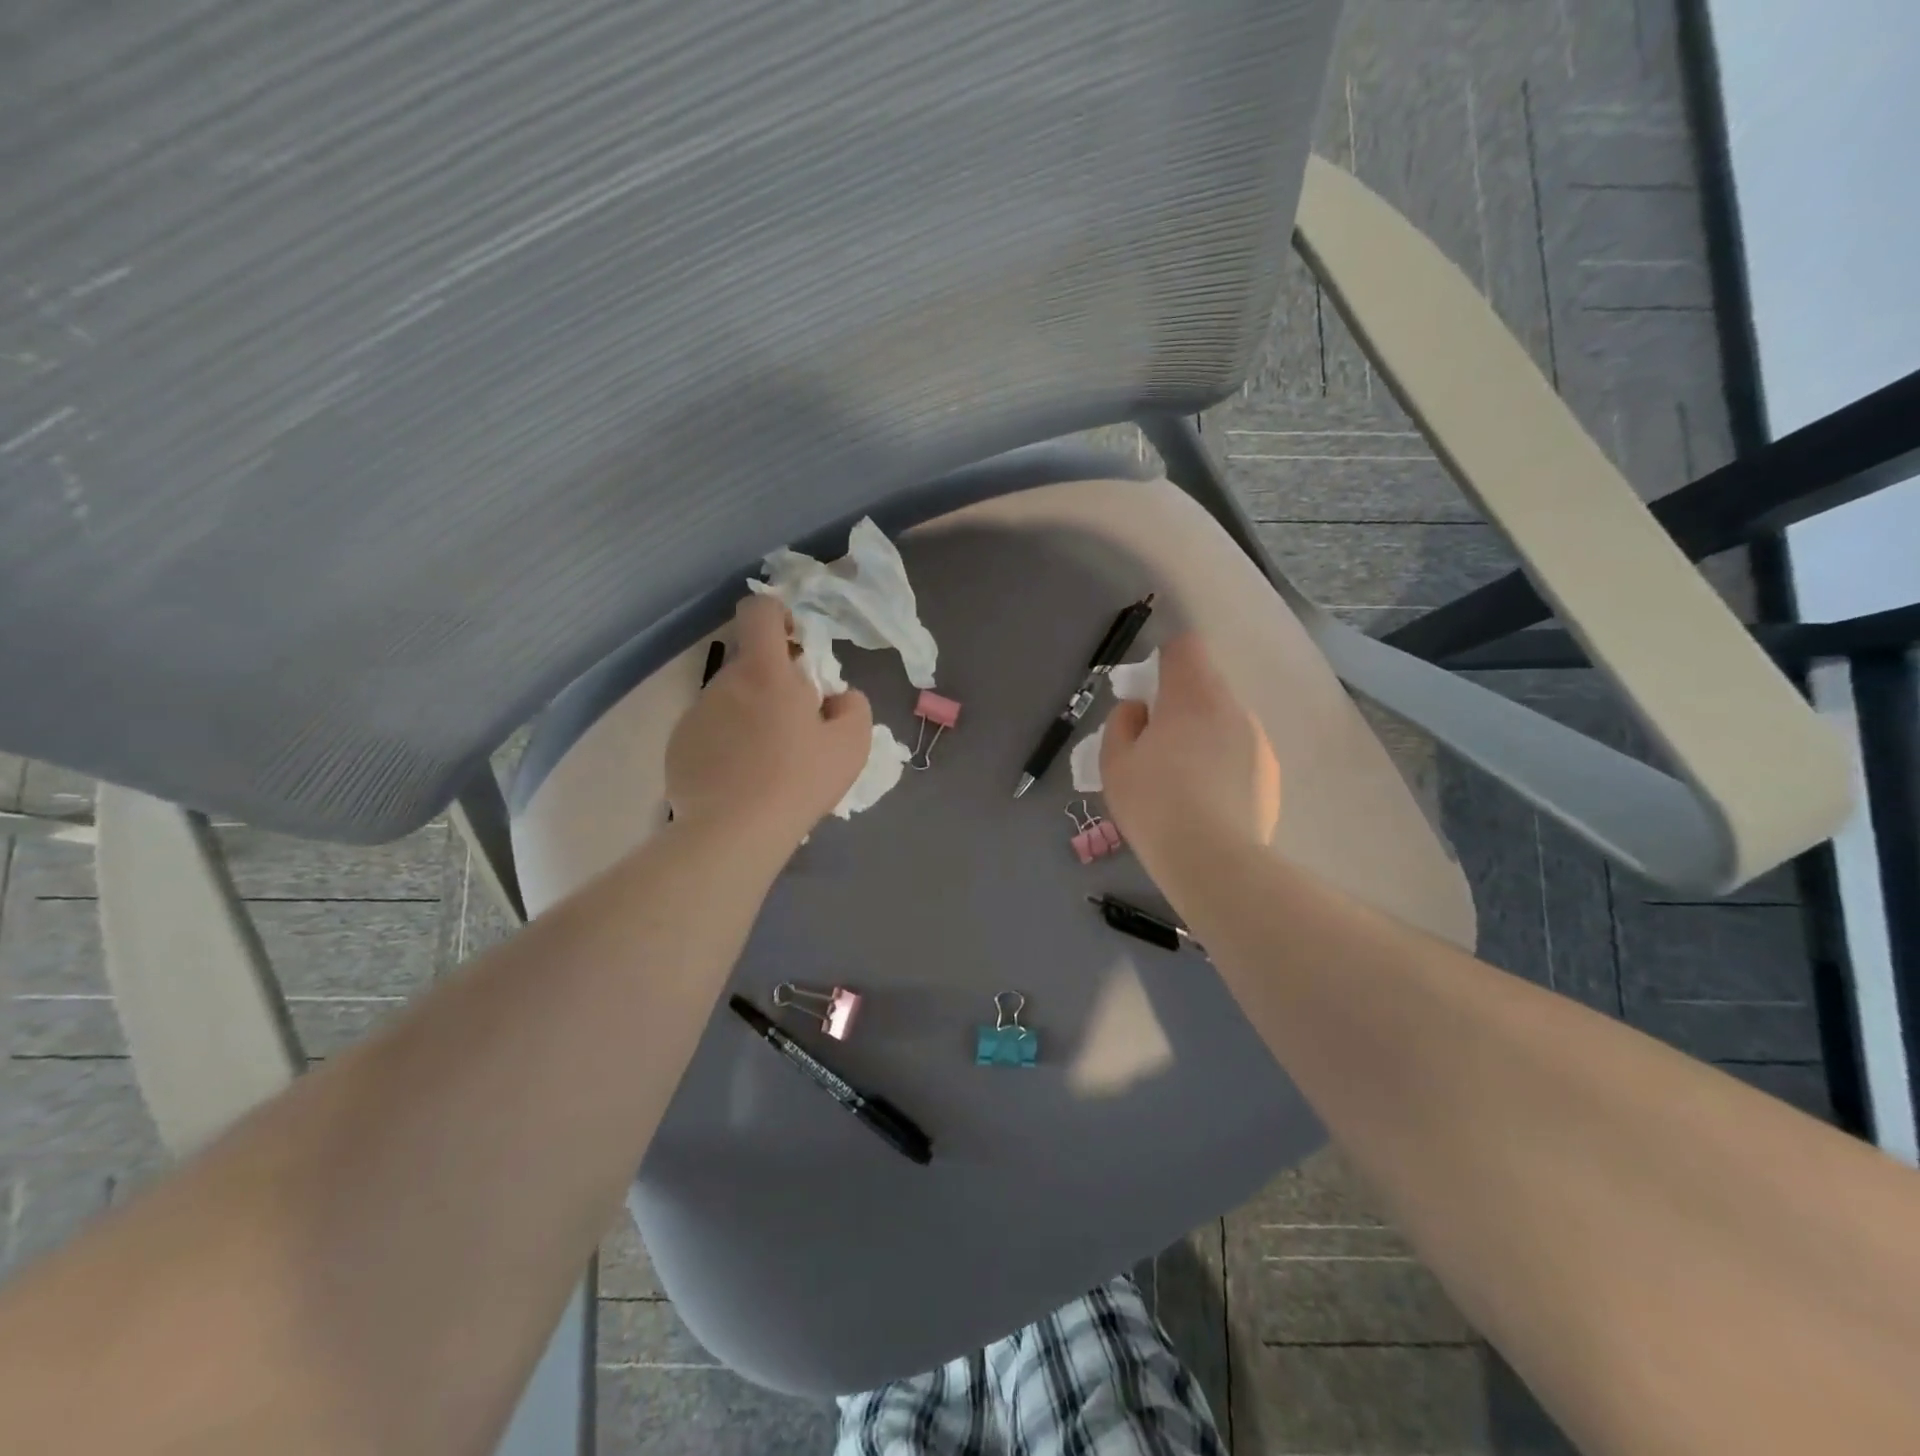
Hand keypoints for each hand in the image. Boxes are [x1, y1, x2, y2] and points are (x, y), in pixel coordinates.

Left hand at [665, 595, 872, 847]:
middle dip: (775, 684)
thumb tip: (836, 697)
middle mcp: (723, 683)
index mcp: (766, 672)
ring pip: (731, 701)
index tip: (796, 643)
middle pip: (751, 665)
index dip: (778, 614)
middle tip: (797, 727)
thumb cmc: (799, 781)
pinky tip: (741, 781)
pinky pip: (710, 731)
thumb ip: (852, 706)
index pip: (760, 612)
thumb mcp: (852, 744)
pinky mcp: (678, 746)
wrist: (735, 833)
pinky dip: (727, 745)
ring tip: (769, 763)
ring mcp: (695, 715)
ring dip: (751, 716)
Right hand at [1099, 634, 1279, 873]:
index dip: (1164, 661)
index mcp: (1192, 696)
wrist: (1213, 860)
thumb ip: (1122, 723)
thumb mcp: (1114, 763)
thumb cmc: (1154, 804)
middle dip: (1180, 705)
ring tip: (1185, 781)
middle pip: (1205, 686)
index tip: (1149, 693)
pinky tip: (1209, 801)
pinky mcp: (1271, 773)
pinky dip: (1224, 764)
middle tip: (1157, 746)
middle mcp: (1232, 707)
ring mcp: (1258, 740)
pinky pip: (1241, 753)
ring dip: (1204, 735)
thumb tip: (1139, 709)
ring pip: (1224, 721)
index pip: (1185, 647)